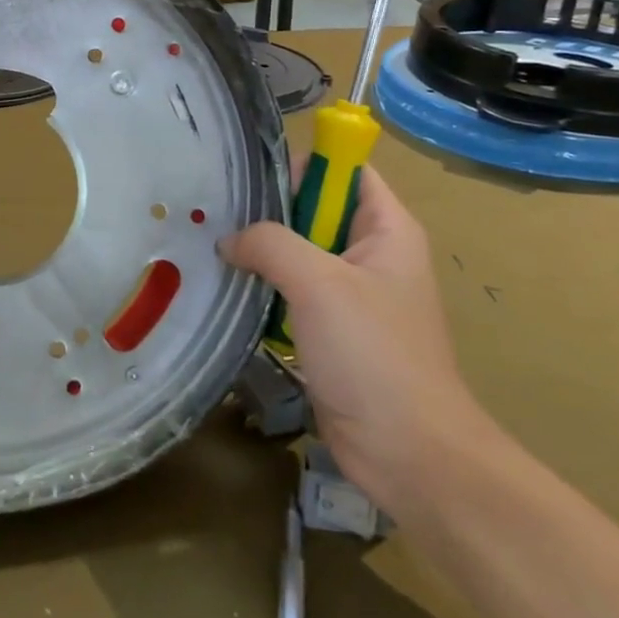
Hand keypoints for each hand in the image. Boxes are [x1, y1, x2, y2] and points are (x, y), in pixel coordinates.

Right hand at [219, 164, 489, 517]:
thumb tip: (229, 240)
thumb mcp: (319, 283)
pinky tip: (225, 290)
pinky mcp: (329, 330)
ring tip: (209, 249)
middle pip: (312, 210)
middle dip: (266, 211)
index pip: (344, 170)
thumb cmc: (374, 355)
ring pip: (295, 253)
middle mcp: (370, 253)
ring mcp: (349, 294)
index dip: (301, 164)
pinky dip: (260, 288)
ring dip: (258, 253)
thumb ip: (270, 244)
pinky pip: (289, 292)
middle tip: (214, 215)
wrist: (409, 453)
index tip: (246, 177)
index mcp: (387, 229)